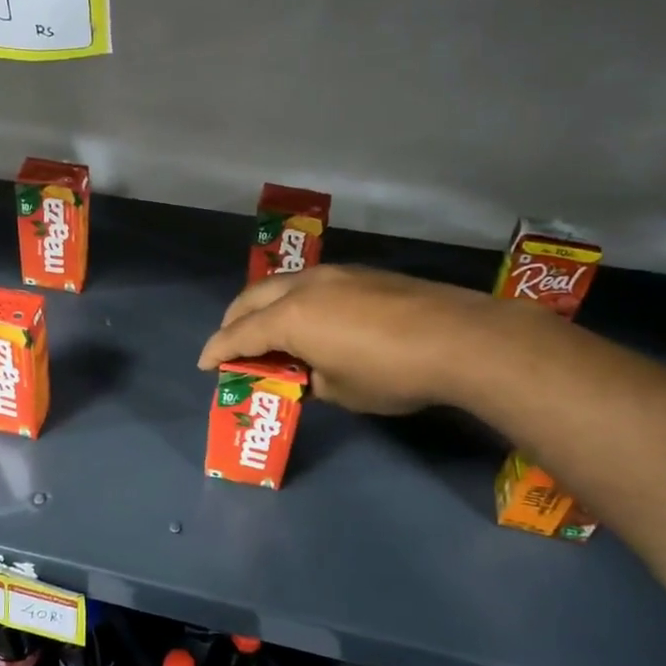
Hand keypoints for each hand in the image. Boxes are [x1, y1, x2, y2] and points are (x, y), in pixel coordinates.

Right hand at [196, 265, 496, 413]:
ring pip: (282, 285)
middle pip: (252, 299)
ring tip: (268, 330)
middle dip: (234, 321)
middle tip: (230, 344)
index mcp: (289, 318)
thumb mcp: (339, 391)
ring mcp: (335, 275)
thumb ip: (309, 380)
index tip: (205, 364)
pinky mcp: (362, 274)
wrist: (460, 339)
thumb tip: (306, 373)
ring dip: (265, 307)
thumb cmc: (390, 373)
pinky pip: (311, 285)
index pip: (239, 335)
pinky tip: (311, 320)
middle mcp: (304, 288)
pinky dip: (295, 302)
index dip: (217, 350)